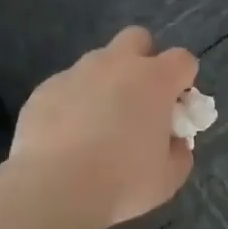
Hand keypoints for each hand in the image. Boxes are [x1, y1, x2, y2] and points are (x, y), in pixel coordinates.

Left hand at [10, 27, 197, 224]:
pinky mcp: (44, 89)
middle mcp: (115, 65)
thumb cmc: (122, 183)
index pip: (183, 60)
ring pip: (97, 63)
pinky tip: (65, 137)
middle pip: (137, 38)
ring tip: (96, 126)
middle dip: (143, 60)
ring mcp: (76, 73)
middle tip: (138, 101)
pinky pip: (66, 87)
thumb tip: (174, 141)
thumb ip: (179, 152)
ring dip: (104, 84)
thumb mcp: (168, 178)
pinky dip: (72, 104)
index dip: (183, 81)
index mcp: (154, 80)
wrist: (54, 189)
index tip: (176, 108)